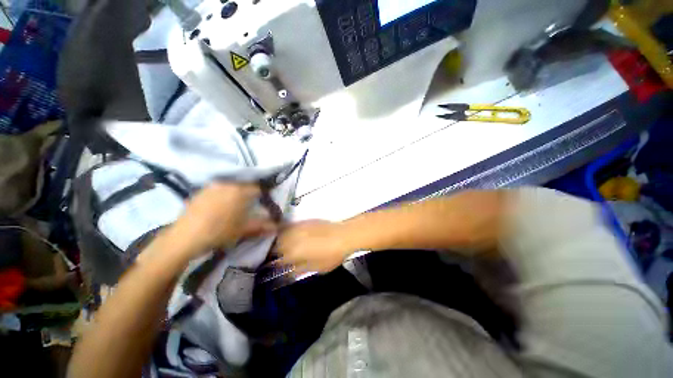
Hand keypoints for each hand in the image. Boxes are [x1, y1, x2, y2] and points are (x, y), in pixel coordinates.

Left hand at [170, 183, 276, 257]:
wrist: (185, 238)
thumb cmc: (220, 232)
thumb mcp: (244, 229)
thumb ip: (263, 225)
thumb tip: (278, 226)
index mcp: (240, 191)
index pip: (257, 189)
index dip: (263, 197)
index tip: (262, 205)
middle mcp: (227, 184)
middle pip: (244, 186)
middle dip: (249, 195)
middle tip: (249, 208)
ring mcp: (212, 187)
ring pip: (230, 187)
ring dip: (236, 195)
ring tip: (234, 208)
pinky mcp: (200, 192)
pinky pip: (217, 190)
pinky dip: (222, 196)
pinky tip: (219, 208)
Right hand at [276, 220, 350, 272]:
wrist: (343, 235)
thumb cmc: (332, 255)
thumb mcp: (317, 268)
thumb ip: (300, 269)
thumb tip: (288, 271)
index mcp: (294, 253)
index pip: (278, 259)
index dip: (277, 263)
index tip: (277, 266)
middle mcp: (292, 239)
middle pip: (277, 245)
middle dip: (277, 250)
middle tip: (281, 255)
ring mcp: (298, 228)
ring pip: (282, 234)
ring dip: (280, 240)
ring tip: (284, 245)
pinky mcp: (304, 221)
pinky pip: (290, 226)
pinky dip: (288, 231)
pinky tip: (292, 235)